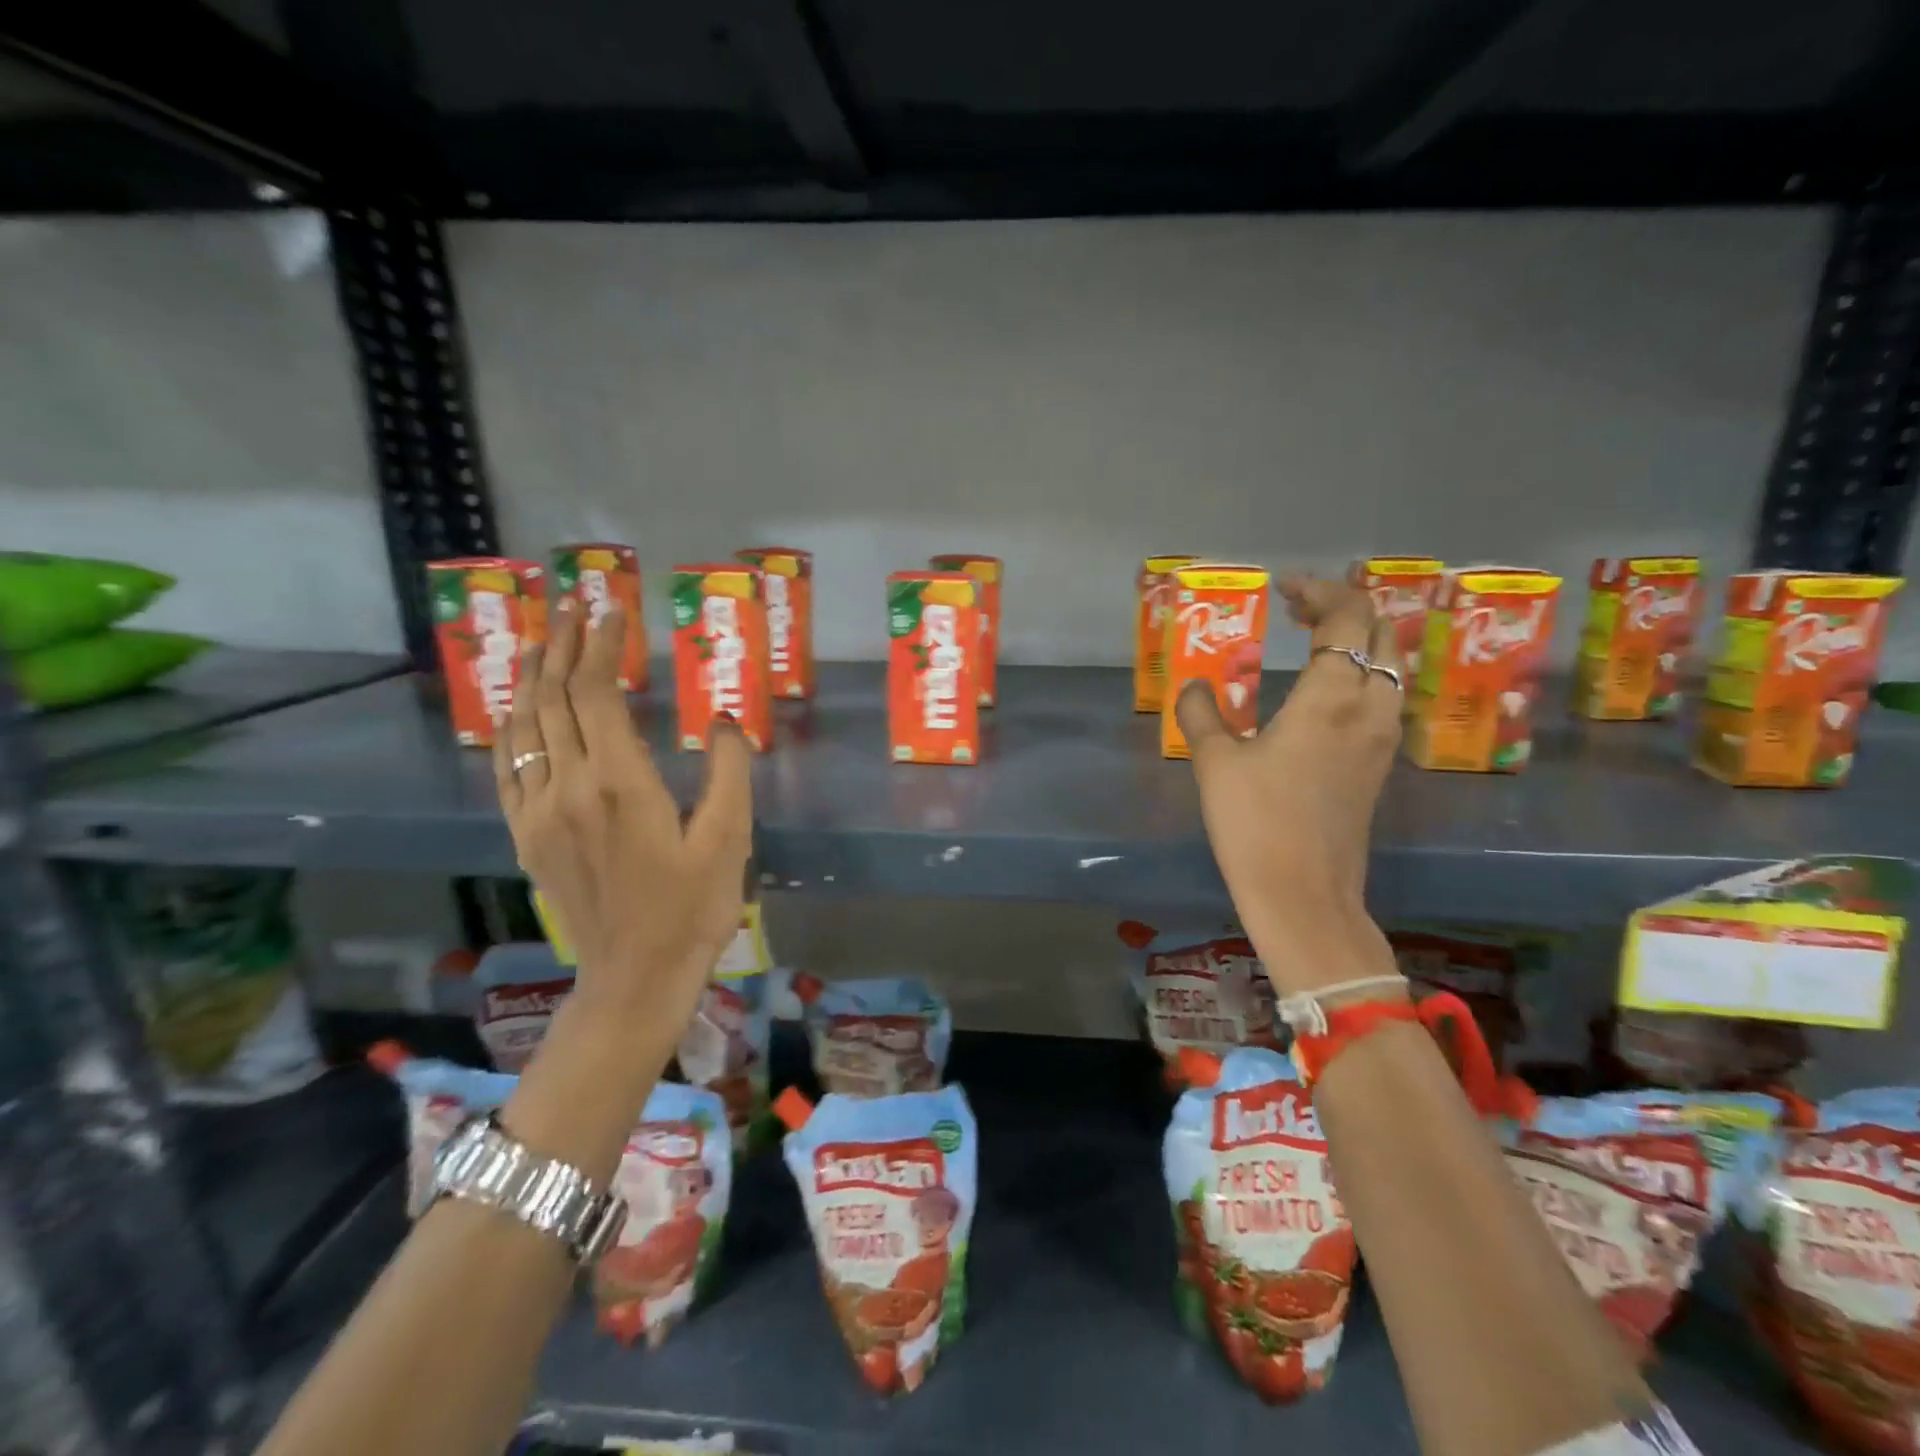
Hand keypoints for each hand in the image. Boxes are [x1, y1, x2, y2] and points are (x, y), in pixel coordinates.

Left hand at [492, 599, 751, 1038]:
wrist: (635, 976)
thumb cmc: (693, 907)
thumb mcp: (729, 838)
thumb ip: (728, 771)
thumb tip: (721, 720)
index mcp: (621, 783)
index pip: (598, 694)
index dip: (602, 647)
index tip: (612, 611)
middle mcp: (569, 787)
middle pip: (555, 699)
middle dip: (564, 646)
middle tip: (574, 607)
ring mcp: (539, 812)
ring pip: (523, 727)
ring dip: (530, 676)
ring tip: (539, 639)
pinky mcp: (526, 835)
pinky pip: (507, 767)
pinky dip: (509, 726)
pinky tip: (516, 708)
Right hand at [1175, 572, 1402, 994]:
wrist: (1303, 893)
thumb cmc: (1255, 822)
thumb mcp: (1214, 762)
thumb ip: (1201, 713)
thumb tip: (1194, 685)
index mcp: (1330, 695)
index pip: (1347, 617)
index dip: (1321, 591)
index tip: (1285, 588)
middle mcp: (1369, 707)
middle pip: (1380, 634)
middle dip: (1343, 610)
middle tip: (1298, 610)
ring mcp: (1381, 738)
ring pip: (1389, 666)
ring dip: (1358, 642)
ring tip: (1313, 642)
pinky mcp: (1379, 765)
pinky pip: (1384, 697)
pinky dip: (1362, 674)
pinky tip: (1326, 691)